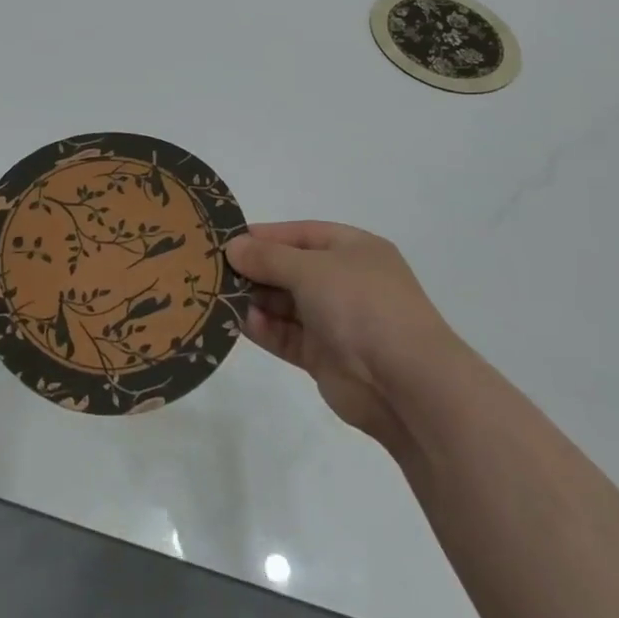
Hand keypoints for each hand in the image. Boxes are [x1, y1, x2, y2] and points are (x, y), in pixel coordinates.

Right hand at [225, 221, 456, 449]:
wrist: (406, 383)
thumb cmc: (361, 305)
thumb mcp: (311, 269)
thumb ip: (269, 257)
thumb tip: (233, 247)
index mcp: (353, 249)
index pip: (300, 234)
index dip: (264, 235)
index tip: (225, 240)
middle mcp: (345, 281)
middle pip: (290, 268)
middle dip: (255, 269)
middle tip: (212, 269)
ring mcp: (335, 320)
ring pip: (285, 304)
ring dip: (254, 300)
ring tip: (217, 295)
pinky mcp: (324, 356)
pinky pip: (286, 335)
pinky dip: (263, 328)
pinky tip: (236, 321)